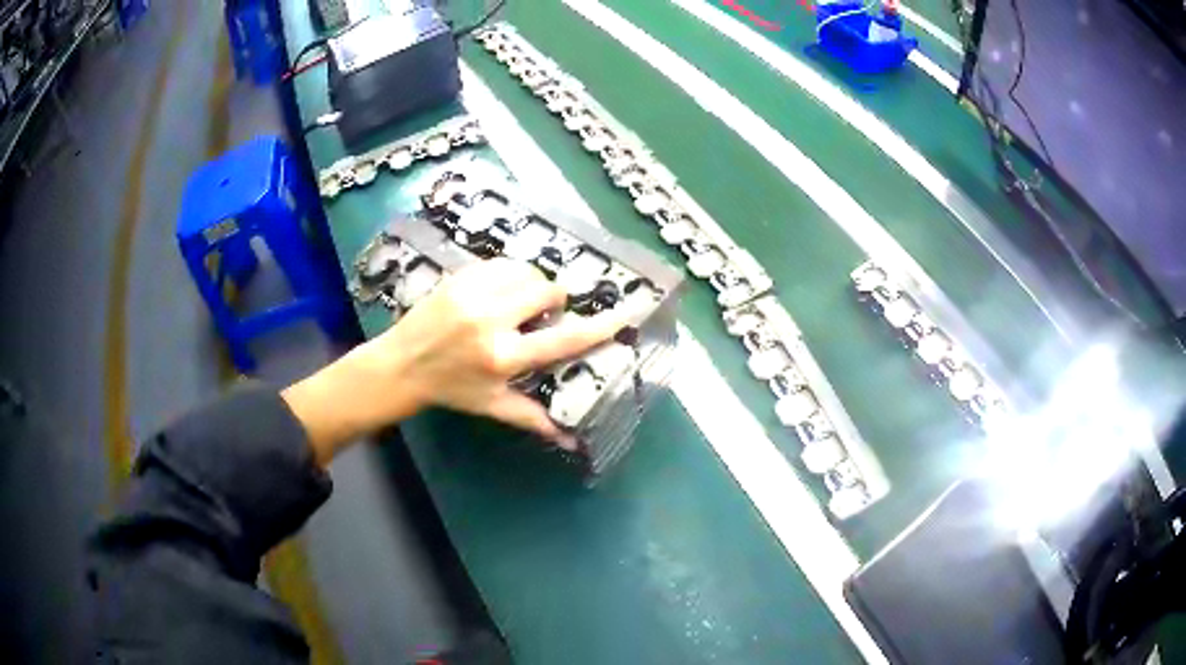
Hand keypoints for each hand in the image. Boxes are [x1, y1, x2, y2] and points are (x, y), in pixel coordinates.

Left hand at [282, 259, 626, 464]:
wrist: (401, 364)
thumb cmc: (450, 389)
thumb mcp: (492, 406)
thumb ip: (533, 418)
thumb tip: (572, 441)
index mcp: (503, 357)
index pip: (564, 339)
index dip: (601, 326)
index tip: (627, 311)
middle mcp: (491, 320)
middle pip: (547, 291)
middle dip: (553, 299)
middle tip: (540, 313)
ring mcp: (472, 293)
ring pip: (525, 271)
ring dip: (530, 284)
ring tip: (517, 301)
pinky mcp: (459, 276)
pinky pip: (500, 263)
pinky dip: (508, 274)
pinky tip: (497, 291)